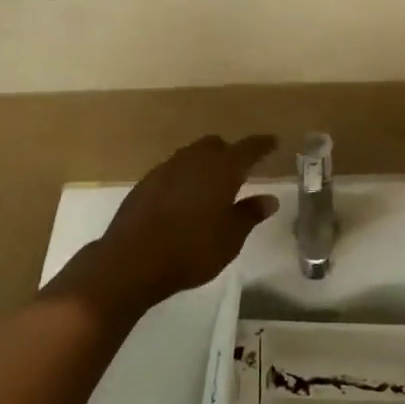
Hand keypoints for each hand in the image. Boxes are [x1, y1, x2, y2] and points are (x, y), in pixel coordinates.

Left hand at [46, 135, 279, 324]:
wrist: (132, 261)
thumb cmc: (191, 250)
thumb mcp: (230, 238)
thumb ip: (250, 214)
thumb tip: (269, 199)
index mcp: (221, 170)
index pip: (248, 149)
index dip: (262, 145)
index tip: (272, 142)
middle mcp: (193, 160)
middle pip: (215, 145)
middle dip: (229, 153)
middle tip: (240, 170)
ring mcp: (165, 169)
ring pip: (191, 156)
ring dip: (204, 164)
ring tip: (211, 186)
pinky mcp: (145, 183)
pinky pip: (172, 171)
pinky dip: (183, 178)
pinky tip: (183, 199)